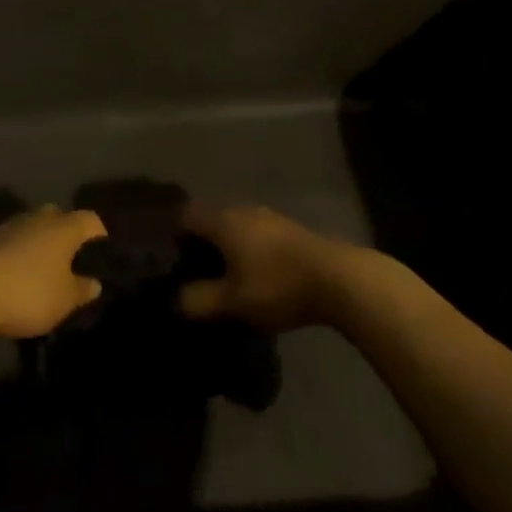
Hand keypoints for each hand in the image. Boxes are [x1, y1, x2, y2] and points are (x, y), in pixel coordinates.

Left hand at [0, 206, 106, 341]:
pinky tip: (20, 276)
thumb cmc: (28, 292)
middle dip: (69, 238)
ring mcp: (14, 224)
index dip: (100, 236)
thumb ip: (82, 290)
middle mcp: (41, 217)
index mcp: (65, 226)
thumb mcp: (64, 300)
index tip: (102, 258)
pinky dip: (22, 254)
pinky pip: (17, 241)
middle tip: (73, 264)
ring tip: (46, 273)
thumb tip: (95, 282)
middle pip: (62, 219)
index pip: (91, 220)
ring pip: (37, 229)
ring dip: (43, 245)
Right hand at [178, 205, 344, 333]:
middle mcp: (242, 210)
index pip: (187, 217)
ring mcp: (268, 216)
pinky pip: (256, 234)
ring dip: (228, 247)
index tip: (174, 263)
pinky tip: (256, 275)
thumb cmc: (276, 285)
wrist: (336, 278)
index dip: (176, 237)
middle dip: (202, 244)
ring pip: (236, 227)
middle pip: (211, 220)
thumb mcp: (233, 302)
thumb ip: (200, 301)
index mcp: (223, 221)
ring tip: (227, 278)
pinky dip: (249, 250)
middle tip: (197, 274)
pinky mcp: (289, 229)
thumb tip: (177, 299)